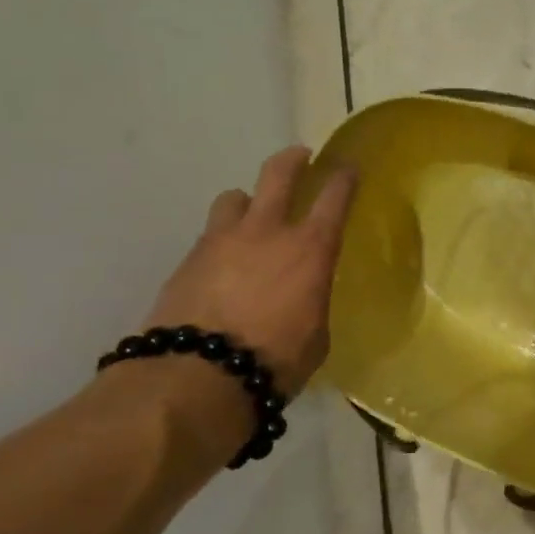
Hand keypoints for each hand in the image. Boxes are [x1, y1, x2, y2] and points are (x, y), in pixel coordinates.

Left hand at [145, 146, 358, 394]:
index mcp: (310, 249)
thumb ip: (313, 302)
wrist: (195, 376)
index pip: (334, 197)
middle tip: (300, 157)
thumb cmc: (274, 360)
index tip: (348, 167)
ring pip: (234, 198)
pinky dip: (221, 240)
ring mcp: (221, 241)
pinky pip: (210, 235)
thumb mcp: (316, 335)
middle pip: (278, 174)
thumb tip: (305, 297)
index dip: (344, 177)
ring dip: (246, 201)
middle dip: (292, 160)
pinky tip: (222, 264)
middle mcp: (266, 232)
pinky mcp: (187, 260)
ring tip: (249, 216)